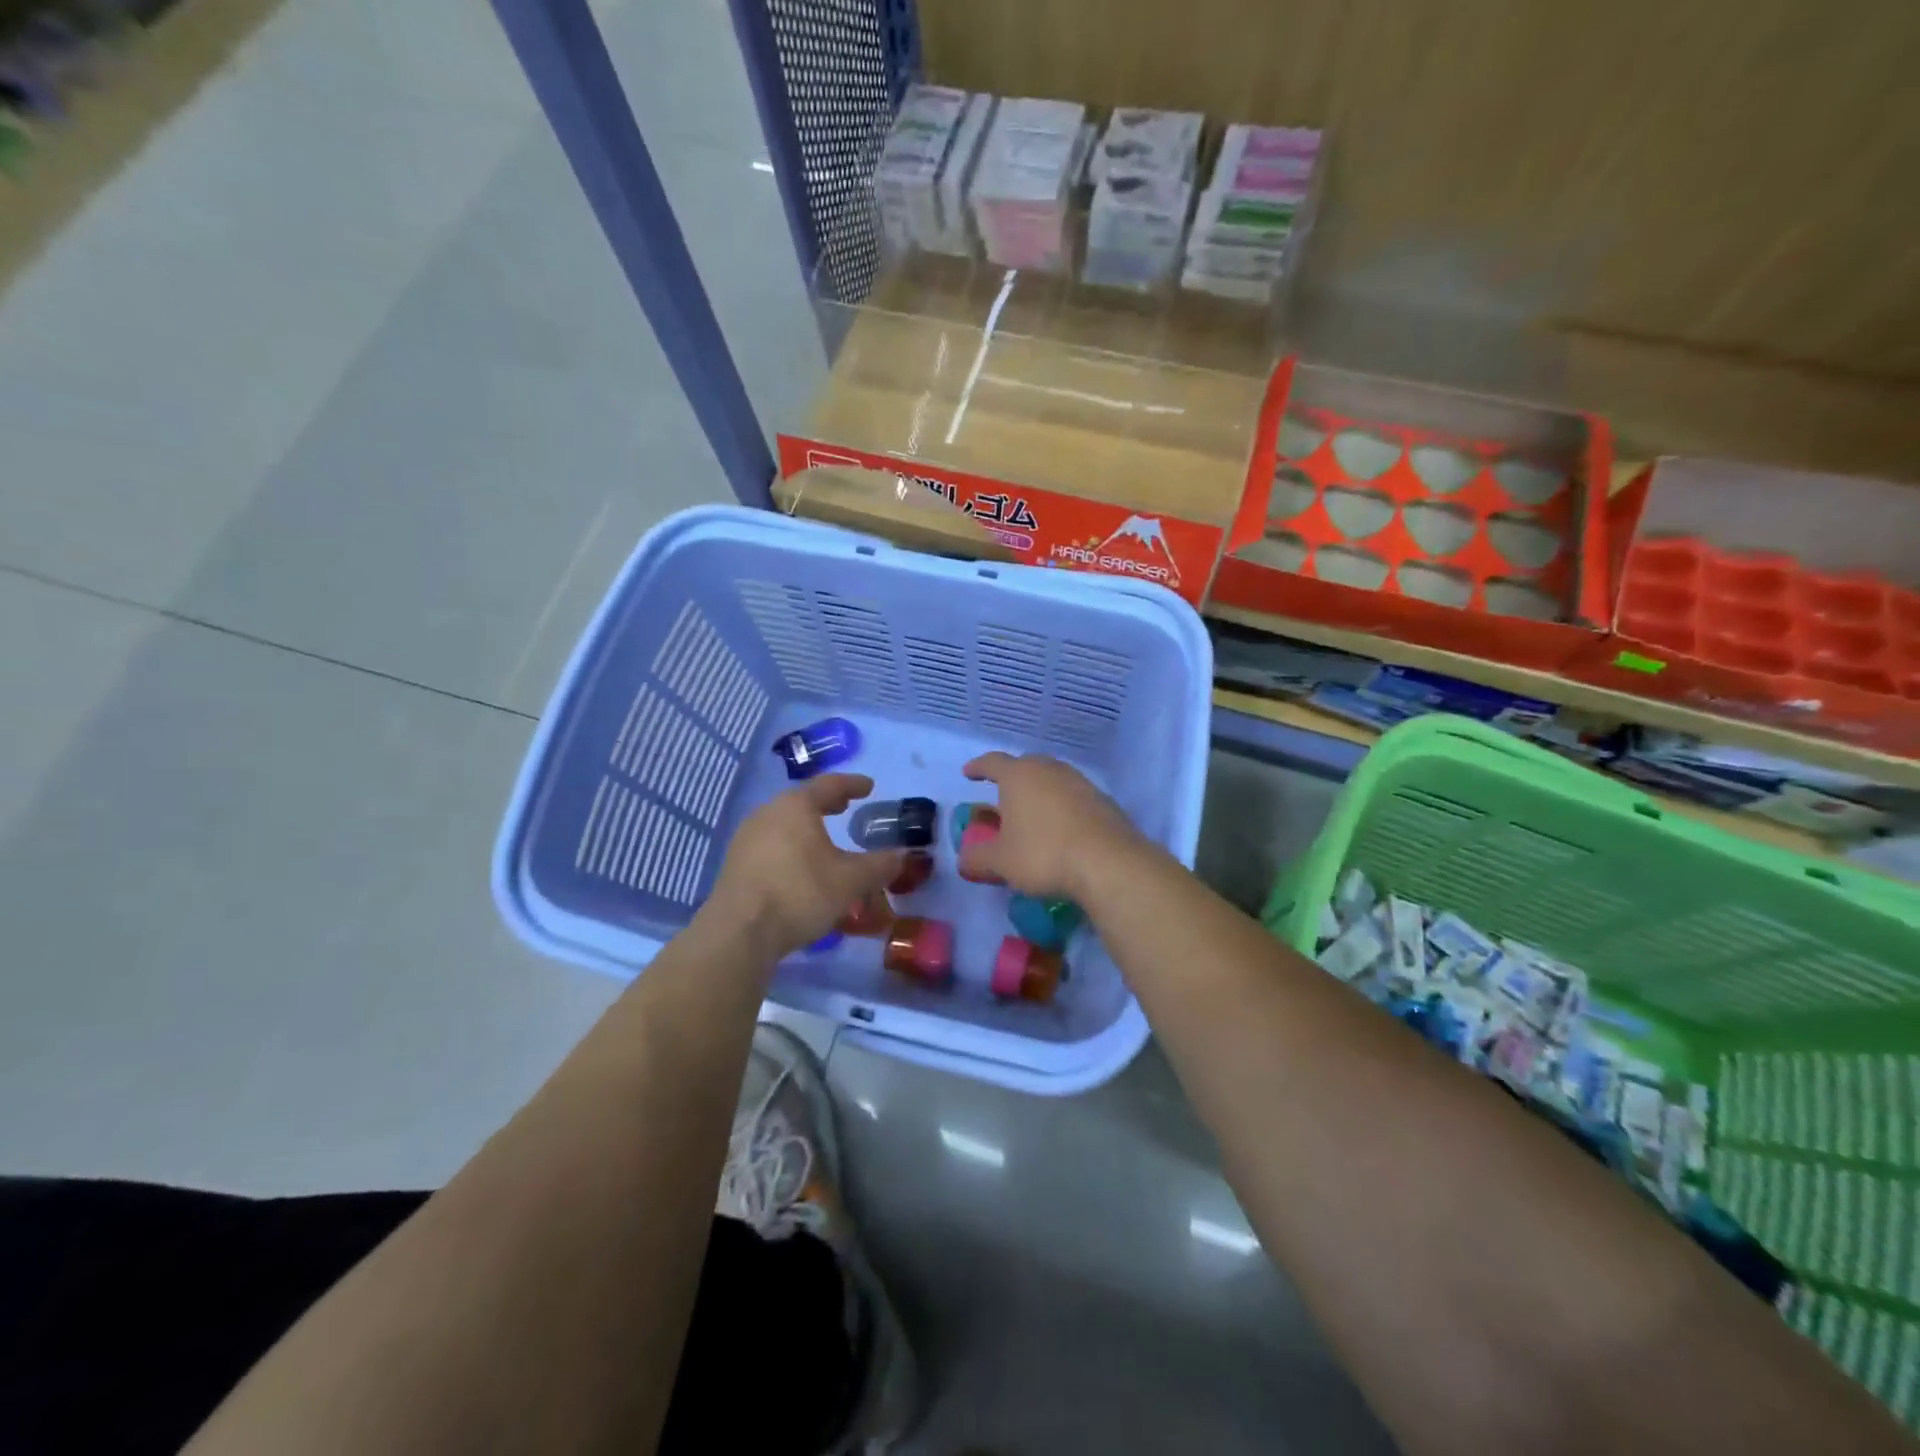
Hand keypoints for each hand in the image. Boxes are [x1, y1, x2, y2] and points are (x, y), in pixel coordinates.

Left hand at [708, 775, 902, 959]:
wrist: (739, 933)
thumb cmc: (800, 893)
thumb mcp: (851, 881)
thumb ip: (880, 865)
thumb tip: (903, 855)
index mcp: (796, 806)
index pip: (829, 784)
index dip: (852, 784)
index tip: (868, 786)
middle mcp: (767, 813)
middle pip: (801, 802)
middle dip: (826, 805)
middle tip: (845, 808)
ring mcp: (746, 839)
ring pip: (783, 824)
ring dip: (806, 829)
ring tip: (824, 842)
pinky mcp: (734, 865)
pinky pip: (770, 846)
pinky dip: (790, 849)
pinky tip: (800, 869)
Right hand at [958, 752, 1140, 900]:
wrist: (1109, 863)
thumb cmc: (1043, 854)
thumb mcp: (1001, 861)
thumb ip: (978, 858)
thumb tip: (964, 859)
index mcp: (1018, 775)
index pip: (992, 762)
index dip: (978, 767)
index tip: (969, 773)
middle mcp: (1049, 770)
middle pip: (1026, 766)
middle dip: (1011, 779)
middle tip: (1002, 796)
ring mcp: (1080, 782)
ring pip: (1052, 780)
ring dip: (1039, 793)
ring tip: (1031, 813)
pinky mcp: (1103, 801)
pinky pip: (1073, 797)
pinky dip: (1061, 808)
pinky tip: (1060, 829)